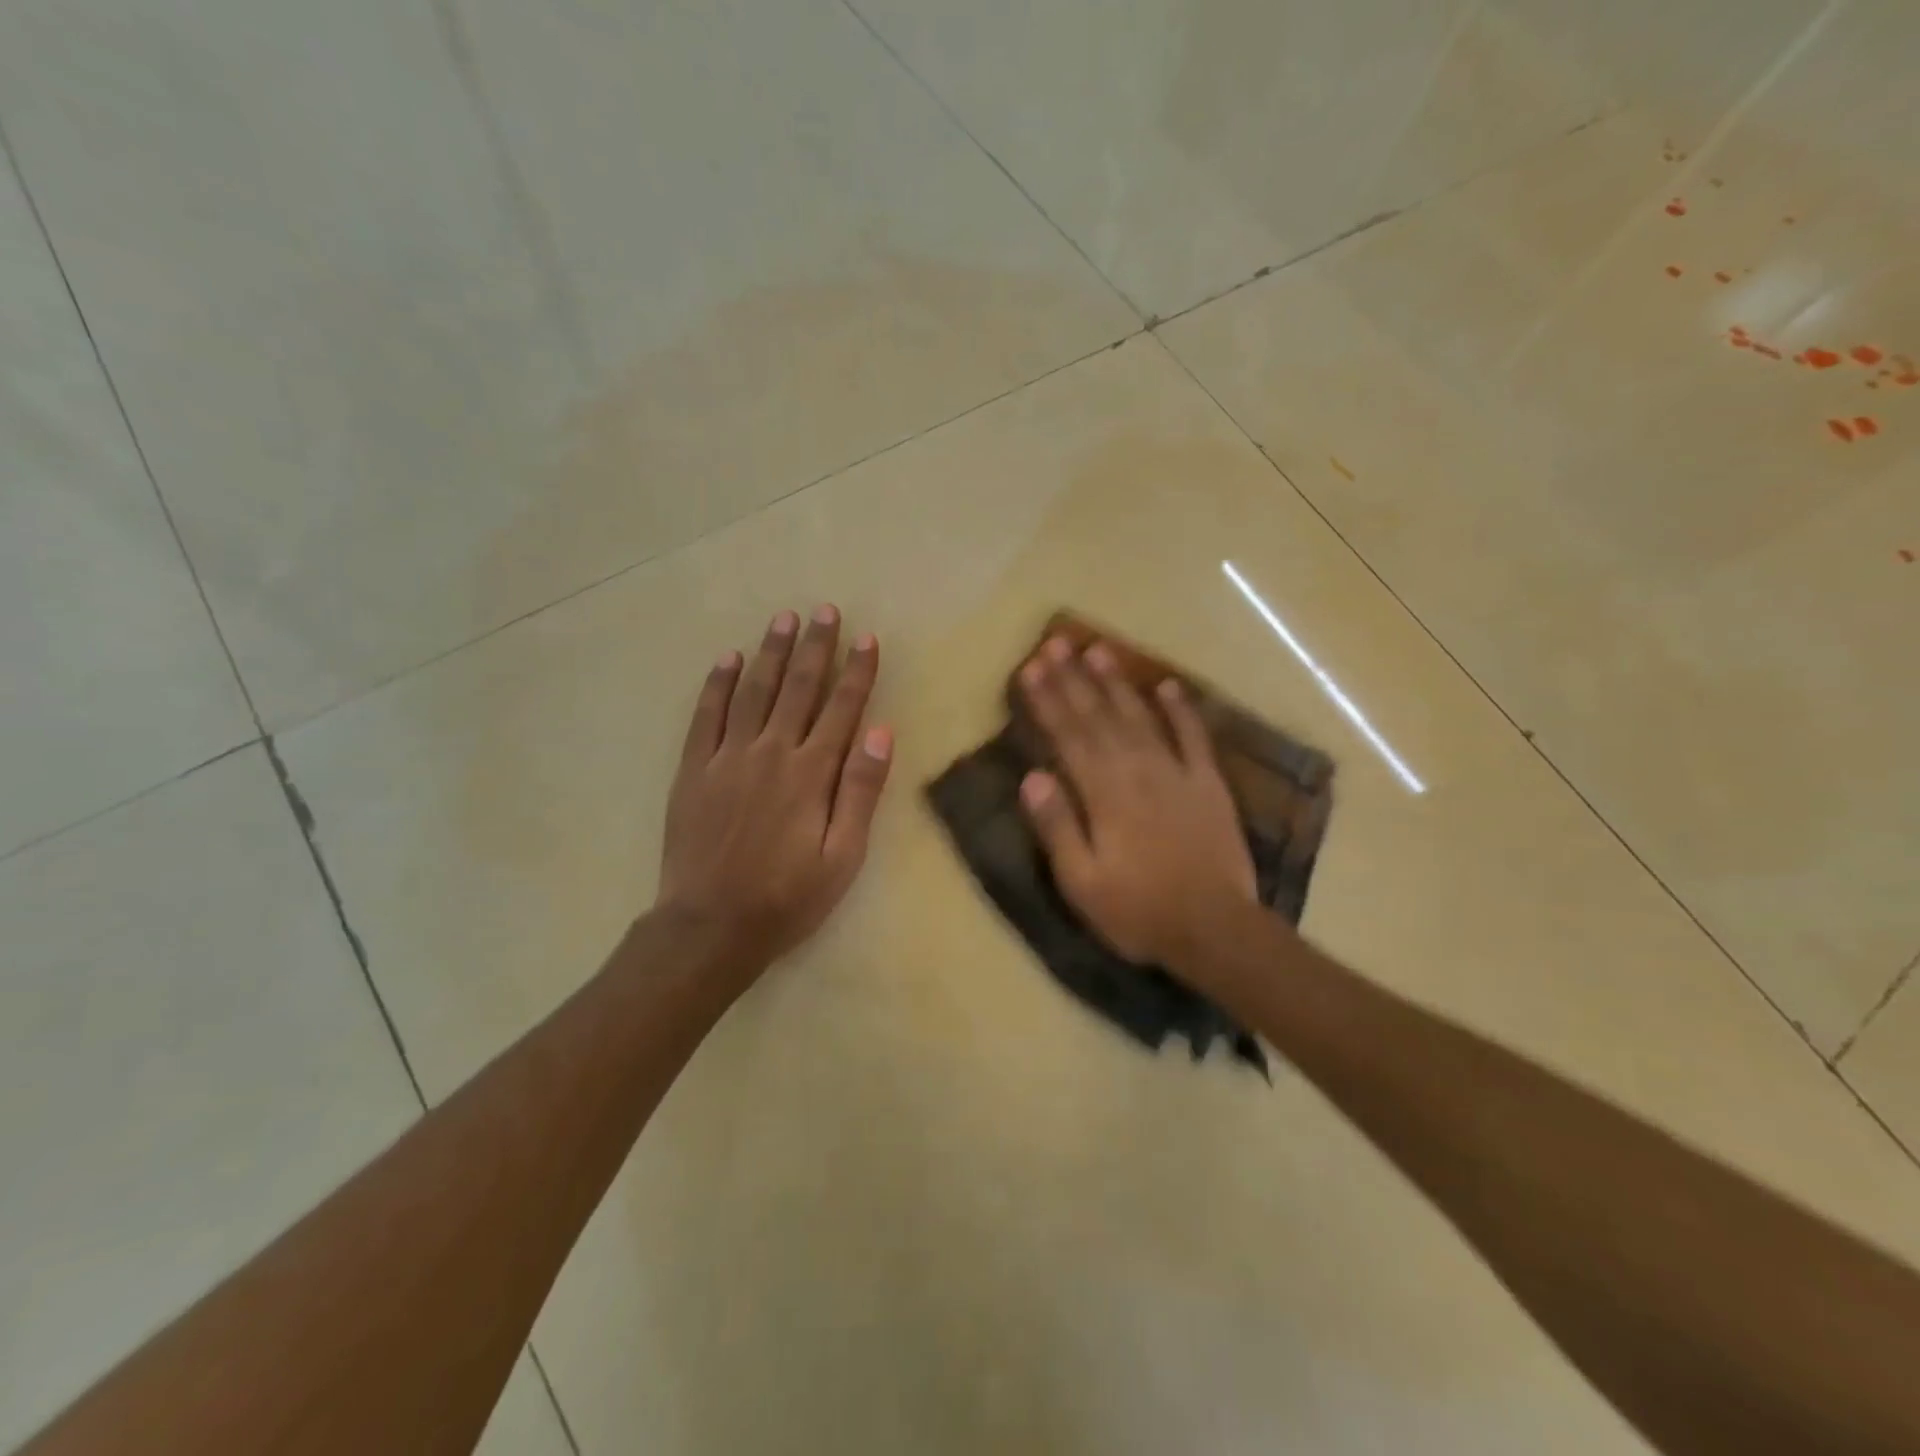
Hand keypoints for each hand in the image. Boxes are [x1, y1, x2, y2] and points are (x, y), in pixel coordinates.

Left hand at [656, 605, 891, 978]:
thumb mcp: (842, 856)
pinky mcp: (695, 770)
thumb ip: (861, 791)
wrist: (710, 926)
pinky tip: (728, 658)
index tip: (867, 638)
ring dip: (771, 653)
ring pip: (754, 691)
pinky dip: (717, 684)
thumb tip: (880, 732)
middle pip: (798, 688)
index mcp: (811, 773)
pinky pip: (707, 716)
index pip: (842, 709)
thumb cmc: (787, 897)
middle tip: (825, 610)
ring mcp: (728, 757)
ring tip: (784, 619)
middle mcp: (771, 752)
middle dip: (816, 647)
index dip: (857, 672)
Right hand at [1019, 637, 1255, 970]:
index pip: (1068, 736)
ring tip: (1099, 649)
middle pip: (1099, 716)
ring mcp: (1177, 773)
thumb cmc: (1138, 911)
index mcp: (1103, 793)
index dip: (1048, 700)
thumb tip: (1031, 776)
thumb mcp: (1082, 881)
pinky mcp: (1209, 784)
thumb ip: (1057, 826)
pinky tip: (1168, 685)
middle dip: (1074, 678)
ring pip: (1140, 716)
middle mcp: (1137, 770)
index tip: (1031, 668)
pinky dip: (1182, 709)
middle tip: (1056, 643)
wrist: (1215, 929)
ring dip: (1117, 682)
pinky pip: (1194, 737)